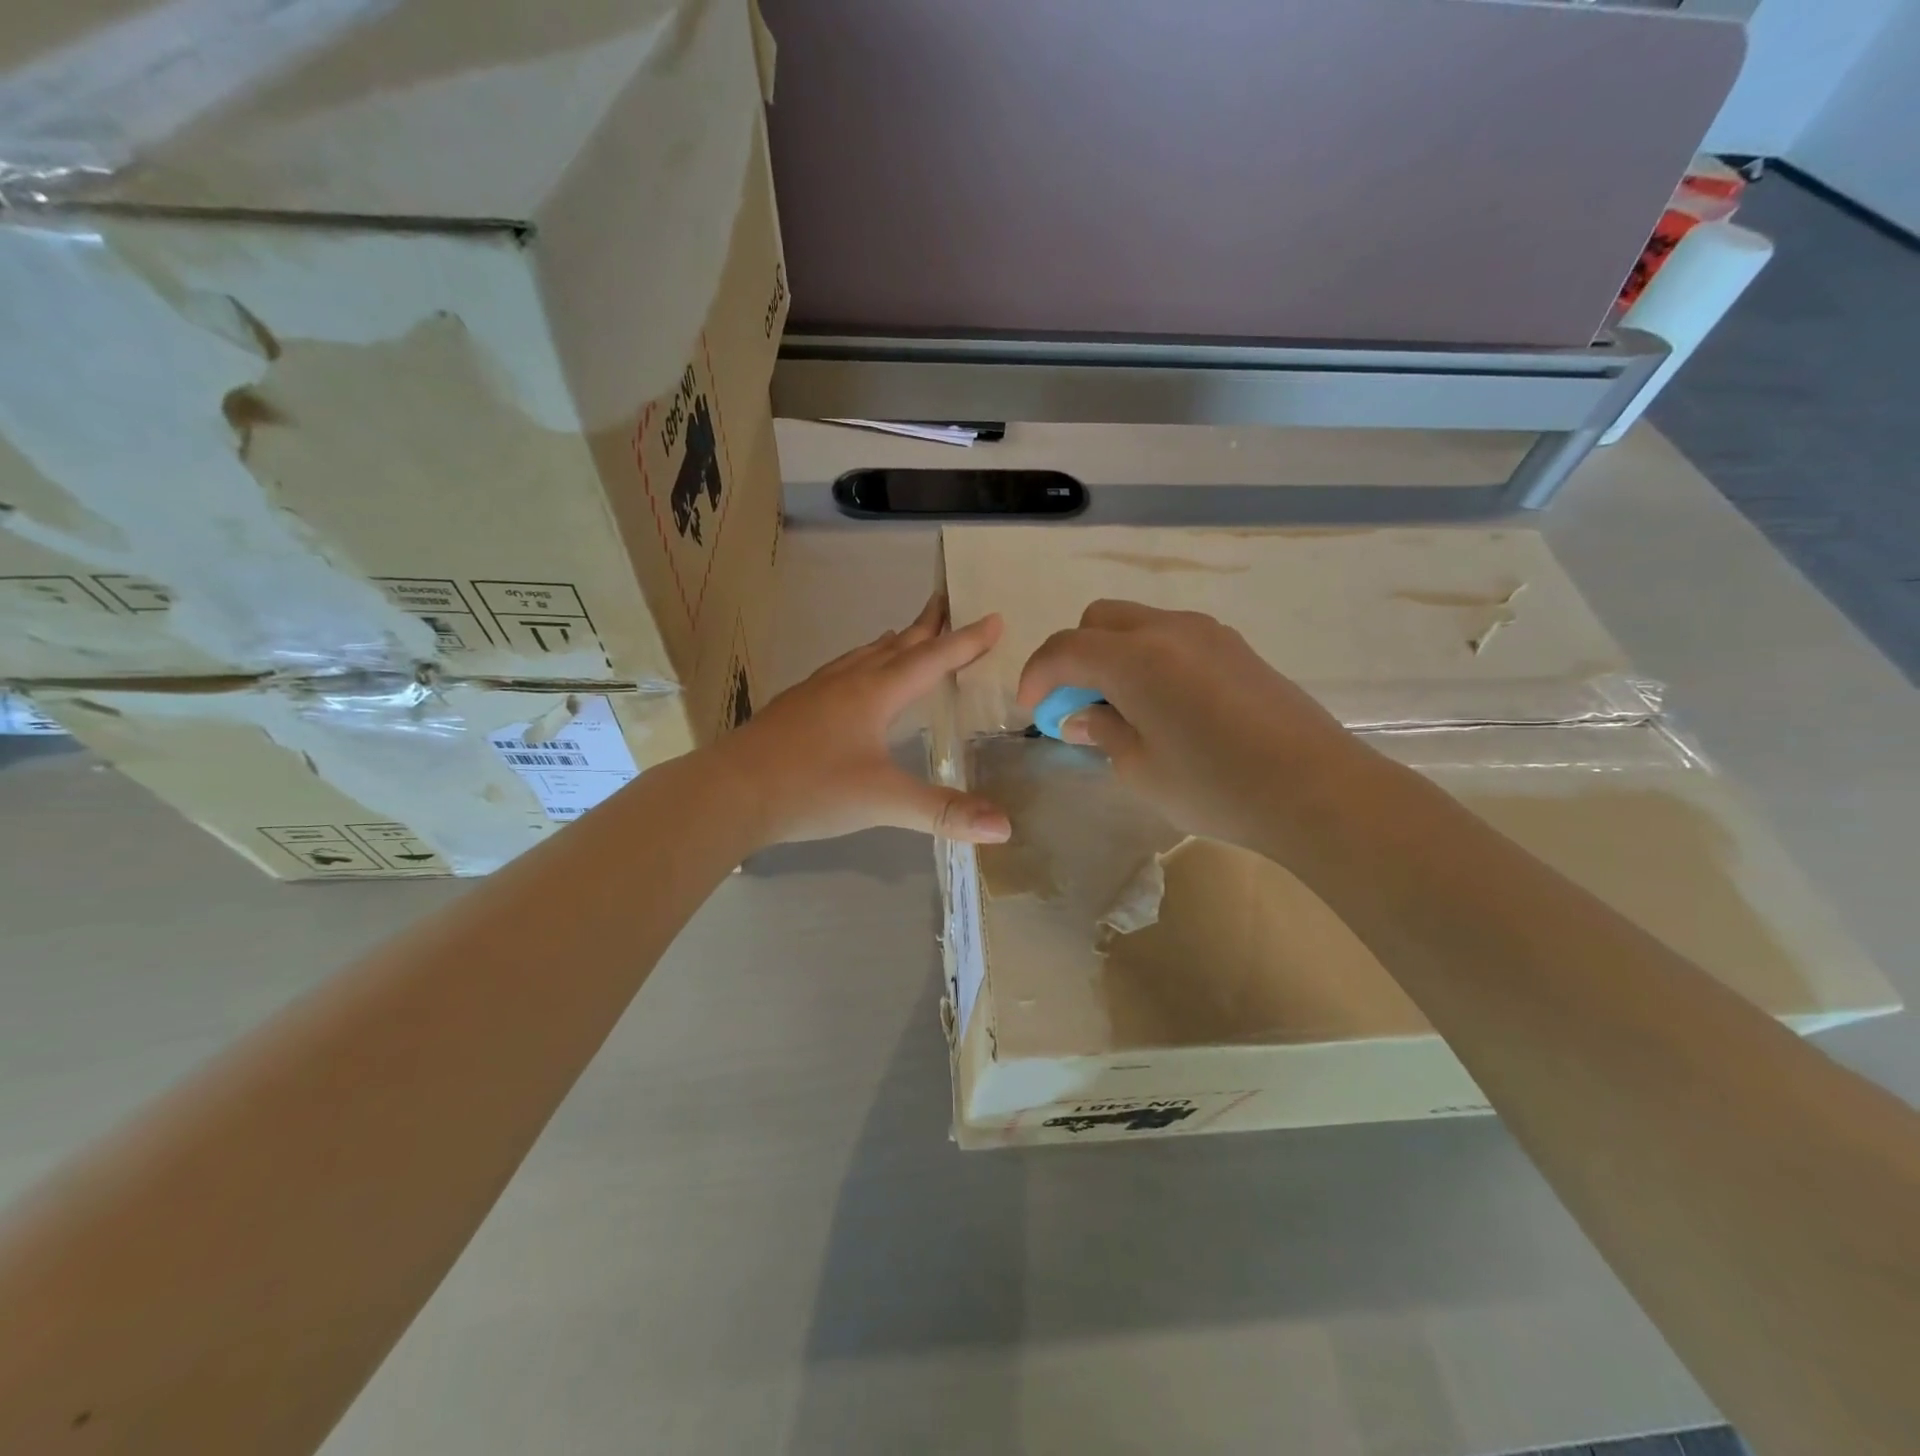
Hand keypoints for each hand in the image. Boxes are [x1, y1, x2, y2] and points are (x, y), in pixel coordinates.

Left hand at [719, 595, 1013, 846]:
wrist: (728, 792)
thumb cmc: (811, 789)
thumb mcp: (883, 801)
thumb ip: (943, 812)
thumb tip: (1005, 828)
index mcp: (875, 693)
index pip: (932, 660)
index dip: (966, 641)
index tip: (993, 618)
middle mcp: (848, 682)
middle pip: (897, 646)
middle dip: (928, 626)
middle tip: (948, 601)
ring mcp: (815, 692)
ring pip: (863, 656)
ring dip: (892, 643)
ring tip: (906, 635)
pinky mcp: (793, 707)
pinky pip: (839, 672)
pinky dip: (861, 664)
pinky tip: (850, 681)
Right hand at [1016, 600, 1373, 857]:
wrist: (1316, 789)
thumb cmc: (1216, 786)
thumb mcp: (1140, 769)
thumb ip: (1101, 731)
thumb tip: (1080, 716)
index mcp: (1135, 657)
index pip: (1065, 649)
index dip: (1037, 676)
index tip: (1031, 710)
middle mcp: (1168, 629)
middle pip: (1098, 619)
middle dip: (1074, 655)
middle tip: (1077, 703)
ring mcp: (1207, 633)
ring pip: (1137, 622)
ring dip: (1112, 653)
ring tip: (1121, 706)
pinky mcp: (1236, 647)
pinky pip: (1172, 637)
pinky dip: (1148, 657)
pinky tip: (1164, 704)